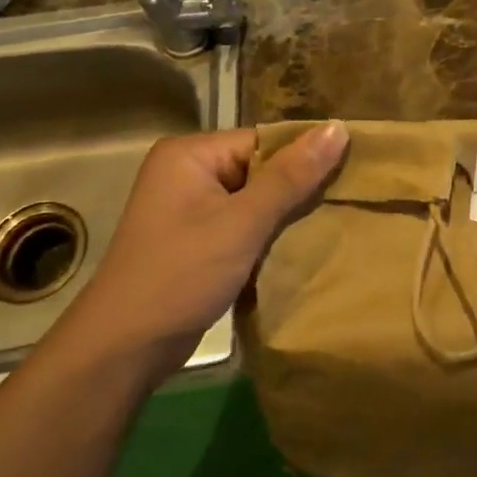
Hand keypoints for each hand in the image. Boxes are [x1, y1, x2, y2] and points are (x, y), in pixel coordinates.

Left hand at [49, 122, 348, 384]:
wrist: (125, 348)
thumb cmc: (181, 275)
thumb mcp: (242, 224)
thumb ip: (291, 177)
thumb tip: (338, 127)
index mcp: (191, 154)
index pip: (264, 141)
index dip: (305, 158)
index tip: (351, 175)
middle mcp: (188, 172)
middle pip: (261, 169)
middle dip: (298, 189)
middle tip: (347, 204)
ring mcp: (190, 208)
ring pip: (256, 200)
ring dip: (286, 216)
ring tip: (332, 225)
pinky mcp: (197, 240)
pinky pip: (244, 225)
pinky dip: (269, 237)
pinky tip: (300, 249)